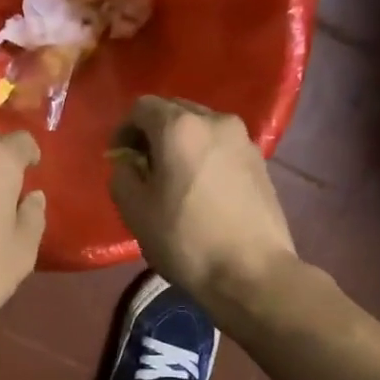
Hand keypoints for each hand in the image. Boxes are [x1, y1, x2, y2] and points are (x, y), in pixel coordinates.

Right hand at [108, 96, 296, 302]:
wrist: (251, 272)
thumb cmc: (185, 239)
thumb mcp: (135, 210)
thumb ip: (122, 175)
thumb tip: (128, 163)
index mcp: (179, 127)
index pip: (141, 107)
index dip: (123, 130)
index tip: (119, 159)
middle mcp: (214, 120)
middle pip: (174, 111)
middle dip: (153, 133)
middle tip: (143, 168)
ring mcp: (243, 139)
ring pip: (201, 128)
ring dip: (180, 144)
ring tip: (173, 180)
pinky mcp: (260, 161)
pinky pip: (221, 147)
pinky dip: (204, 157)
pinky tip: (201, 190)